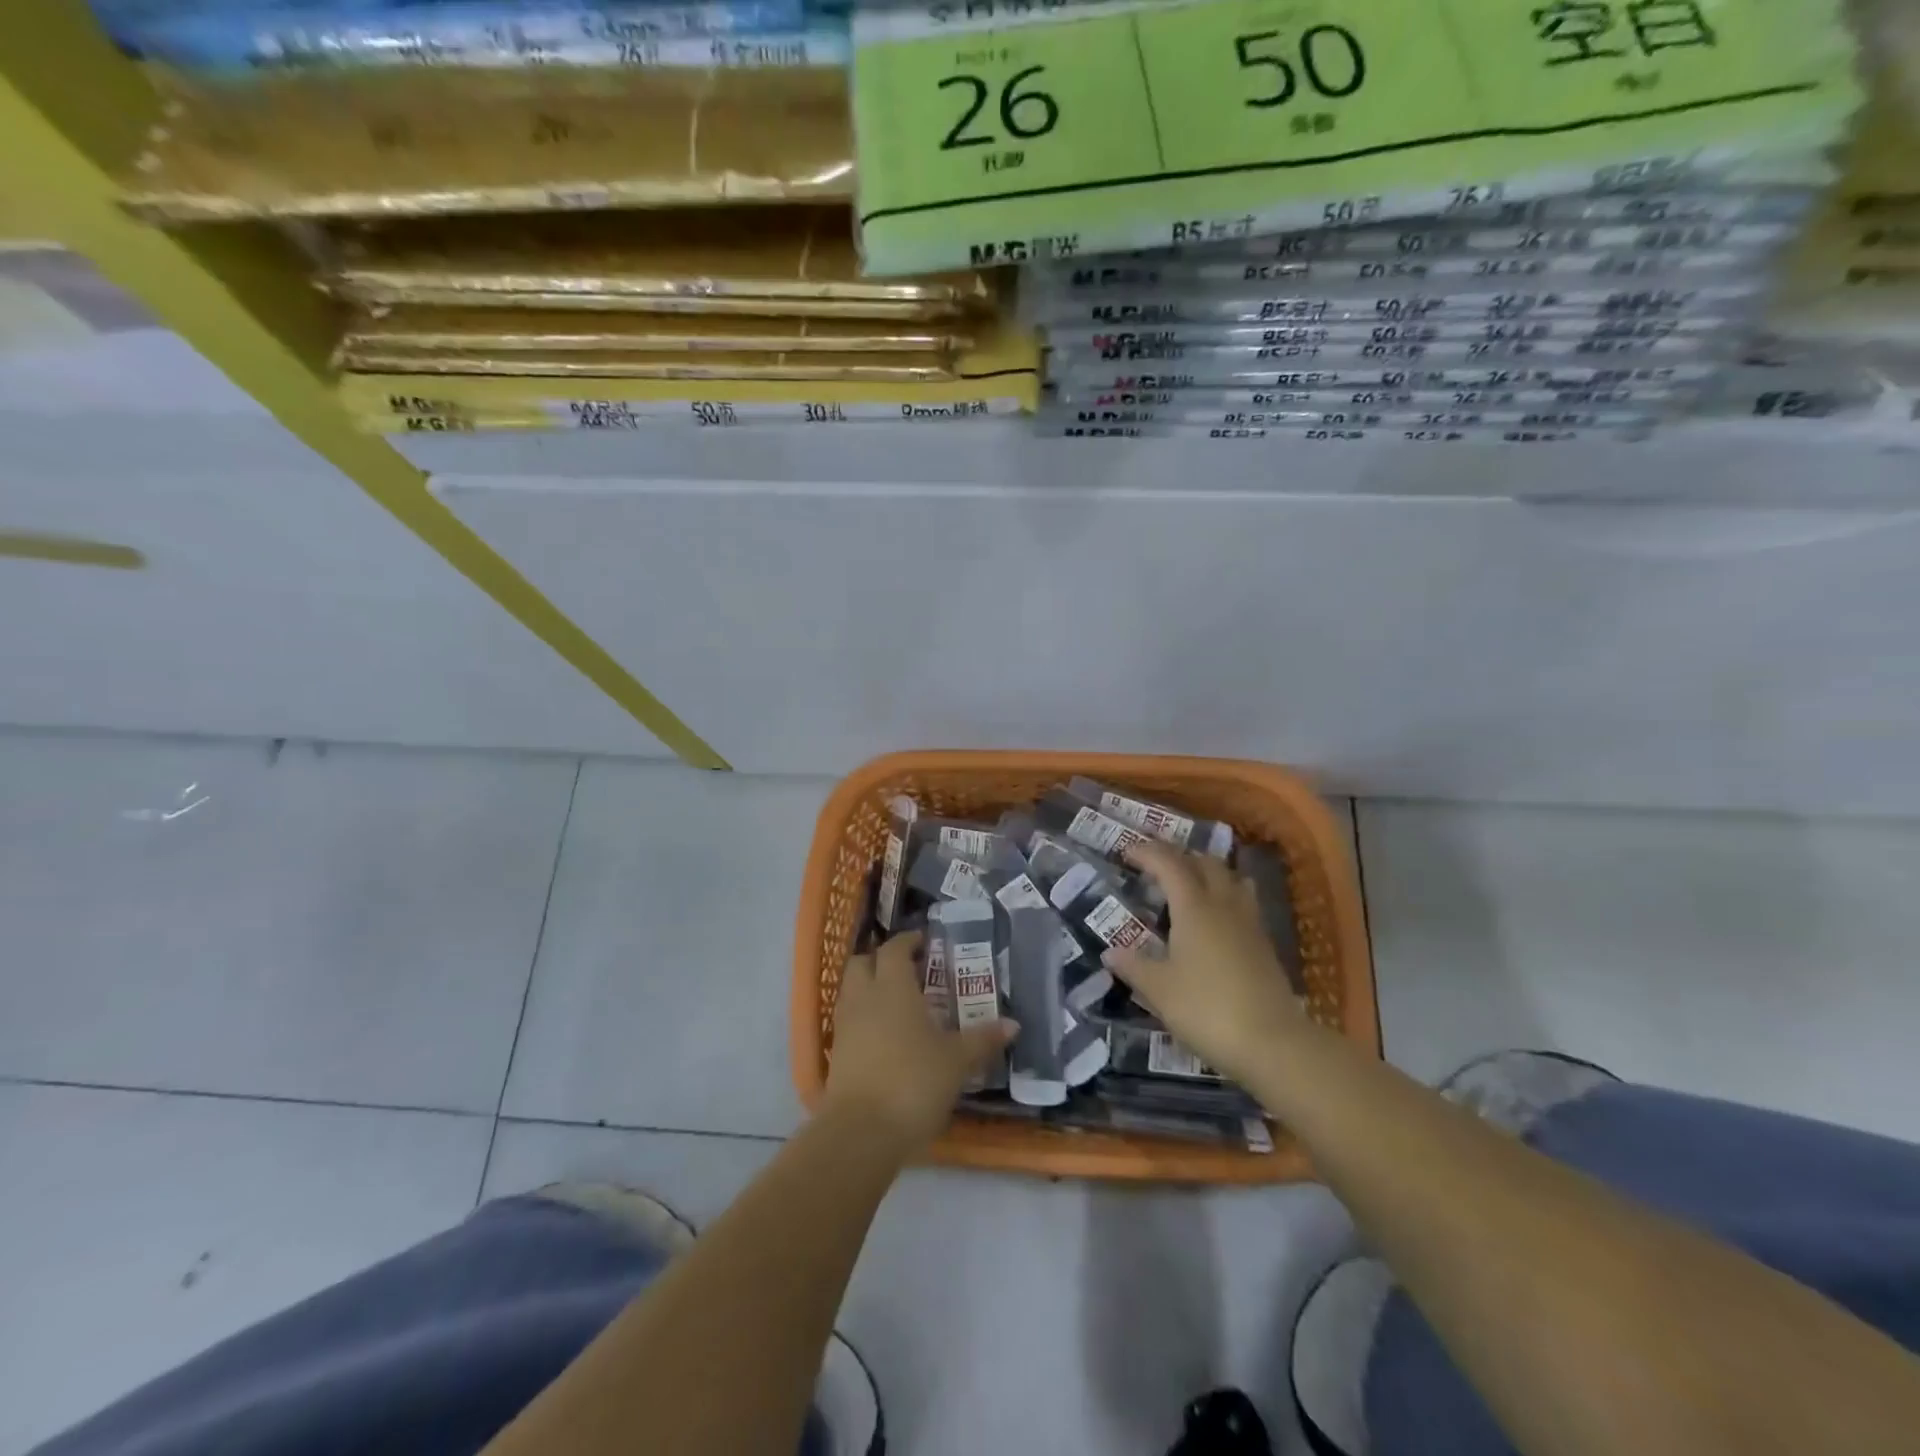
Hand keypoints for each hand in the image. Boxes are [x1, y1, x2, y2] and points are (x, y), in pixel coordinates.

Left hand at [825, 930, 1015, 1152]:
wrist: (861, 1132)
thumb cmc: (913, 1082)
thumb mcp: (956, 1061)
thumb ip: (982, 1039)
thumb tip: (1013, 1024)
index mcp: (893, 986)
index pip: (894, 949)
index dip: (908, 941)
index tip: (925, 943)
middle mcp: (864, 997)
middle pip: (863, 962)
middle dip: (882, 959)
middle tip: (909, 970)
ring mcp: (845, 1025)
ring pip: (851, 989)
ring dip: (870, 986)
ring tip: (898, 1002)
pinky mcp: (836, 1053)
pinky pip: (848, 1019)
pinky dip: (863, 1016)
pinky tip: (885, 1035)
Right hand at [1105, 842, 1306, 1086]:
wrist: (1273, 1043)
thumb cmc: (1207, 1009)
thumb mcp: (1159, 989)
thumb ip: (1133, 966)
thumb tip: (1110, 952)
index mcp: (1194, 907)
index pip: (1169, 864)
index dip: (1147, 853)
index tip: (1127, 851)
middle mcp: (1223, 905)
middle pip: (1205, 863)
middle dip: (1179, 856)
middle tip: (1156, 865)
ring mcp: (1249, 923)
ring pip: (1230, 879)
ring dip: (1208, 871)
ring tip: (1189, 883)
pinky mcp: (1264, 945)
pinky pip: (1243, 902)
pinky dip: (1225, 895)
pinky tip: (1216, 919)